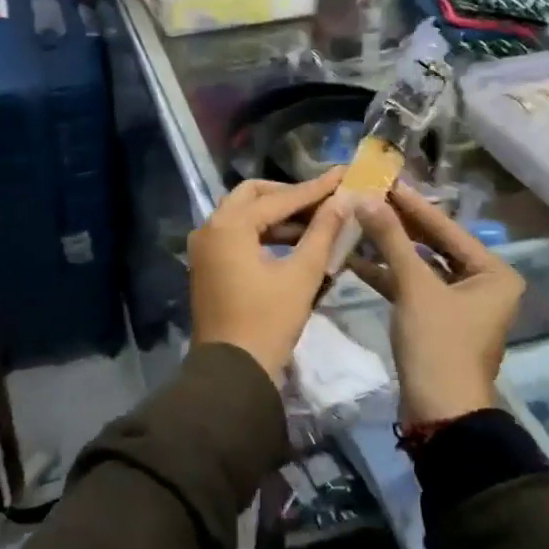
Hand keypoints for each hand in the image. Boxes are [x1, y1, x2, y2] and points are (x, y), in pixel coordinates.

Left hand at [189, 169, 351, 381]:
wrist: (232, 372)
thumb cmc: (268, 321)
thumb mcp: (301, 275)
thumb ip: (322, 233)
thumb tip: (342, 200)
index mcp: (229, 225)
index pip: (279, 199)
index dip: (314, 189)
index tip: (343, 176)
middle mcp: (210, 227)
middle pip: (253, 196)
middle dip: (289, 196)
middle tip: (323, 199)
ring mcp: (204, 247)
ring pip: (244, 215)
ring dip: (277, 216)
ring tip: (317, 221)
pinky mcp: (207, 264)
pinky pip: (237, 235)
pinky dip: (263, 234)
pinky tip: (294, 242)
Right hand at [352, 184, 525, 425]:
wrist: (439, 412)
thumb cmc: (438, 343)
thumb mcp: (414, 286)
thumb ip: (391, 239)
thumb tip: (367, 198)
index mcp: (493, 273)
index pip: (446, 228)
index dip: (412, 205)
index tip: (385, 180)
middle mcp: (482, 284)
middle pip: (433, 245)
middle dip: (398, 224)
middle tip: (367, 197)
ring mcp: (459, 304)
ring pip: (419, 266)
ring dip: (388, 248)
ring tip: (356, 222)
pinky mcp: (436, 320)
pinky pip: (412, 287)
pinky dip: (387, 275)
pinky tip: (355, 258)